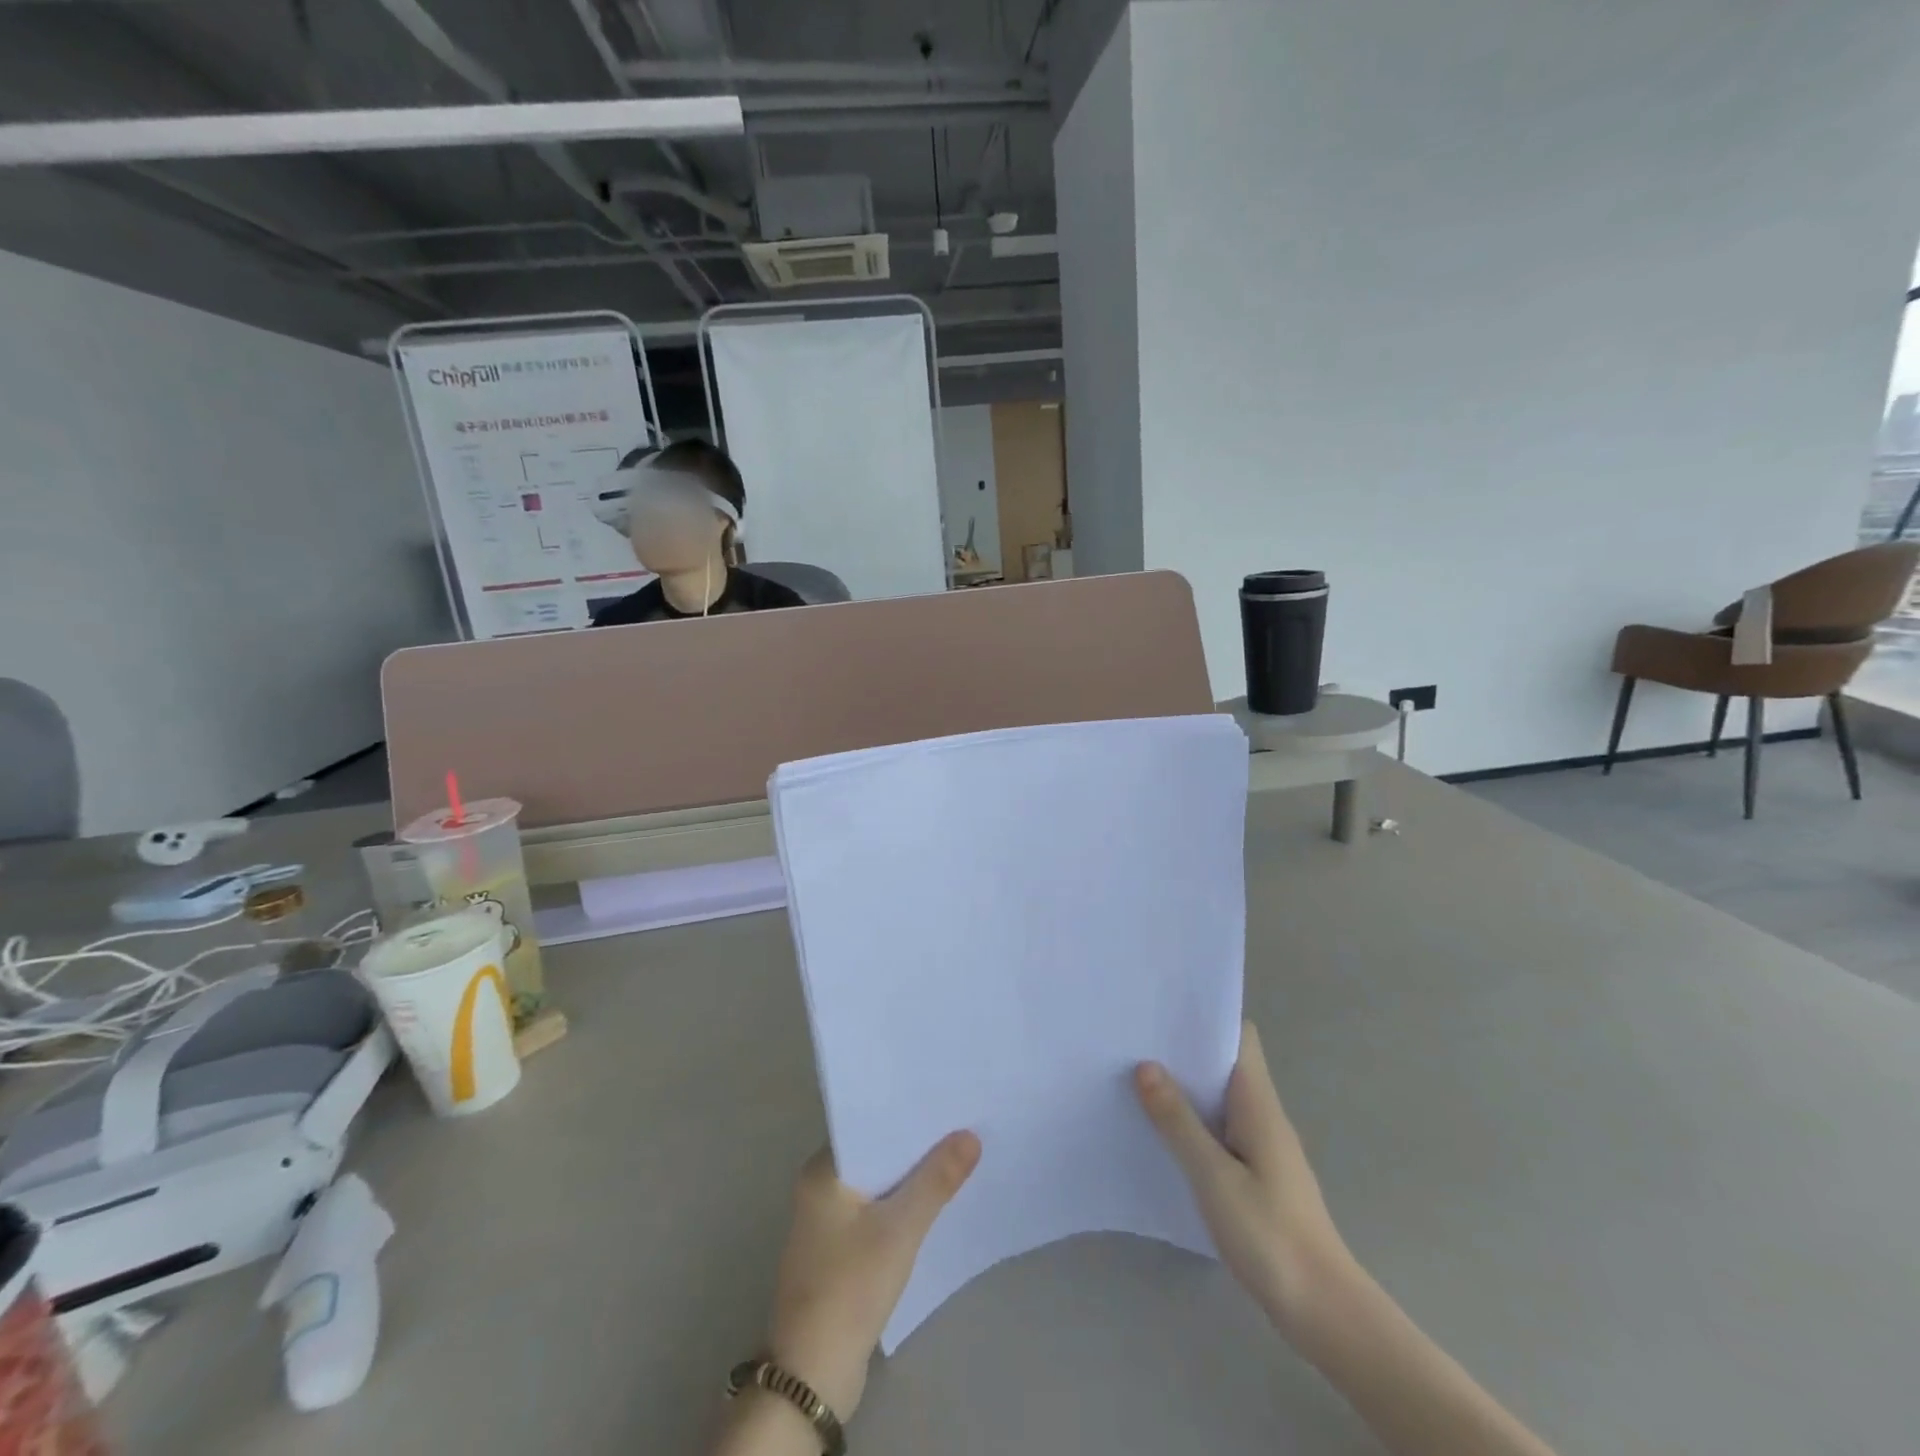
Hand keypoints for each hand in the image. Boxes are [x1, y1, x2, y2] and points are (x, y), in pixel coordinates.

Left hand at [763, 1131, 981, 1421]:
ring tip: (957, 1156)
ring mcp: (827, 1222)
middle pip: (876, 1154)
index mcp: (823, 1170)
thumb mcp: (900, 1229)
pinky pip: (875, 1213)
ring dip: (910, 1177)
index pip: (869, 1124)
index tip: (944, 1099)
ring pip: (878, 1184)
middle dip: (915, 1145)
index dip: (906, 1114)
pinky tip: (933, 1204)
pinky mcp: (839, 1252)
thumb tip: (970, 1135)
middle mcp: (820, 1188)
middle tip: (961, 1124)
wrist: (812, 1375)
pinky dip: (901, 1206)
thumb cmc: (850, 1287)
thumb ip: (936, 1180)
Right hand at [1135, 1020, 1351, 1336]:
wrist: (1323, 1312)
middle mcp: (1263, 1115)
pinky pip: (1220, 1131)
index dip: (1206, 1018)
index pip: (1240, 1037)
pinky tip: (1161, 1134)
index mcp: (1258, 1103)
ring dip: (1185, 1088)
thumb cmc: (1269, 1234)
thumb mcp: (1213, 1175)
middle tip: (1134, 1040)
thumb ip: (1178, 1120)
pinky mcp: (1256, 1176)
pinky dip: (1192, 1123)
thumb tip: (1145, 1065)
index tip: (1163, 1010)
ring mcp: (1262, 1147)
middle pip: (1224, 1064)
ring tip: (1135, 1079)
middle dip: (1184, 1051)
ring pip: (1219, 1099)